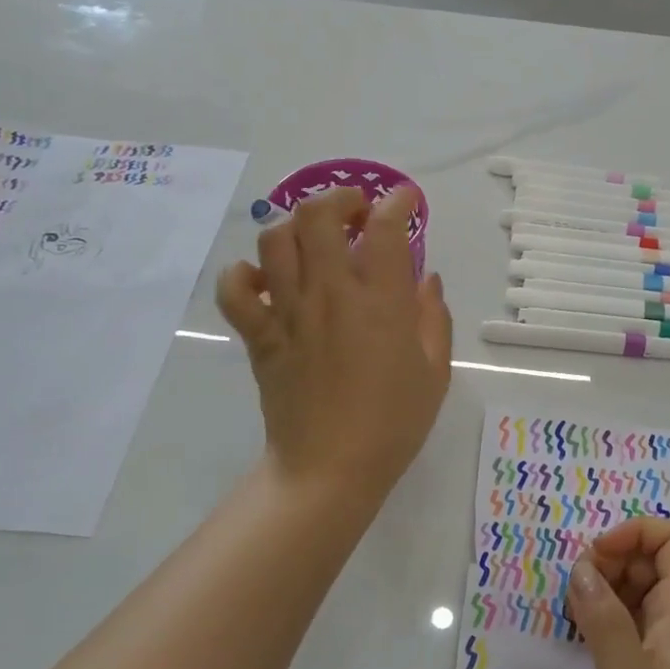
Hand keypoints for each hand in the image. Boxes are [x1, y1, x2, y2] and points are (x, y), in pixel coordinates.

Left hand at [216, 186, 451, 504]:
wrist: (330, 470)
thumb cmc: (392, 424)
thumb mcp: (434, 372)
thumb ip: (434, 319)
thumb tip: (427, 279)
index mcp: (380, 303)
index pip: (385, 228)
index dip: (396, 202)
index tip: (404, 203)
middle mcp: (330, 295)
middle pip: (318, 216)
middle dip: (339, 199)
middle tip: (356, 214)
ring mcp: (288, 313)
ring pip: (275, 241)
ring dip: (296, 227)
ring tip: (314, 241)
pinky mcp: (260, 337)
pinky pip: (234, 291)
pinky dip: (243, 275)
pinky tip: (265, 281)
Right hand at [566, 518, 669, 668]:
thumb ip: (603, 617)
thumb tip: (582, 566)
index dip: (636, 533)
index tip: (595, 558)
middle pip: (655, 559)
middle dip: (613, 558)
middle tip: (575, 589)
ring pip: (641, 588)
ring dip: (606, 586)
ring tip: (572, 611)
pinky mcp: (656, 668)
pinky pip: (633, 619)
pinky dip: (606, 613)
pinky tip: (580, 633)